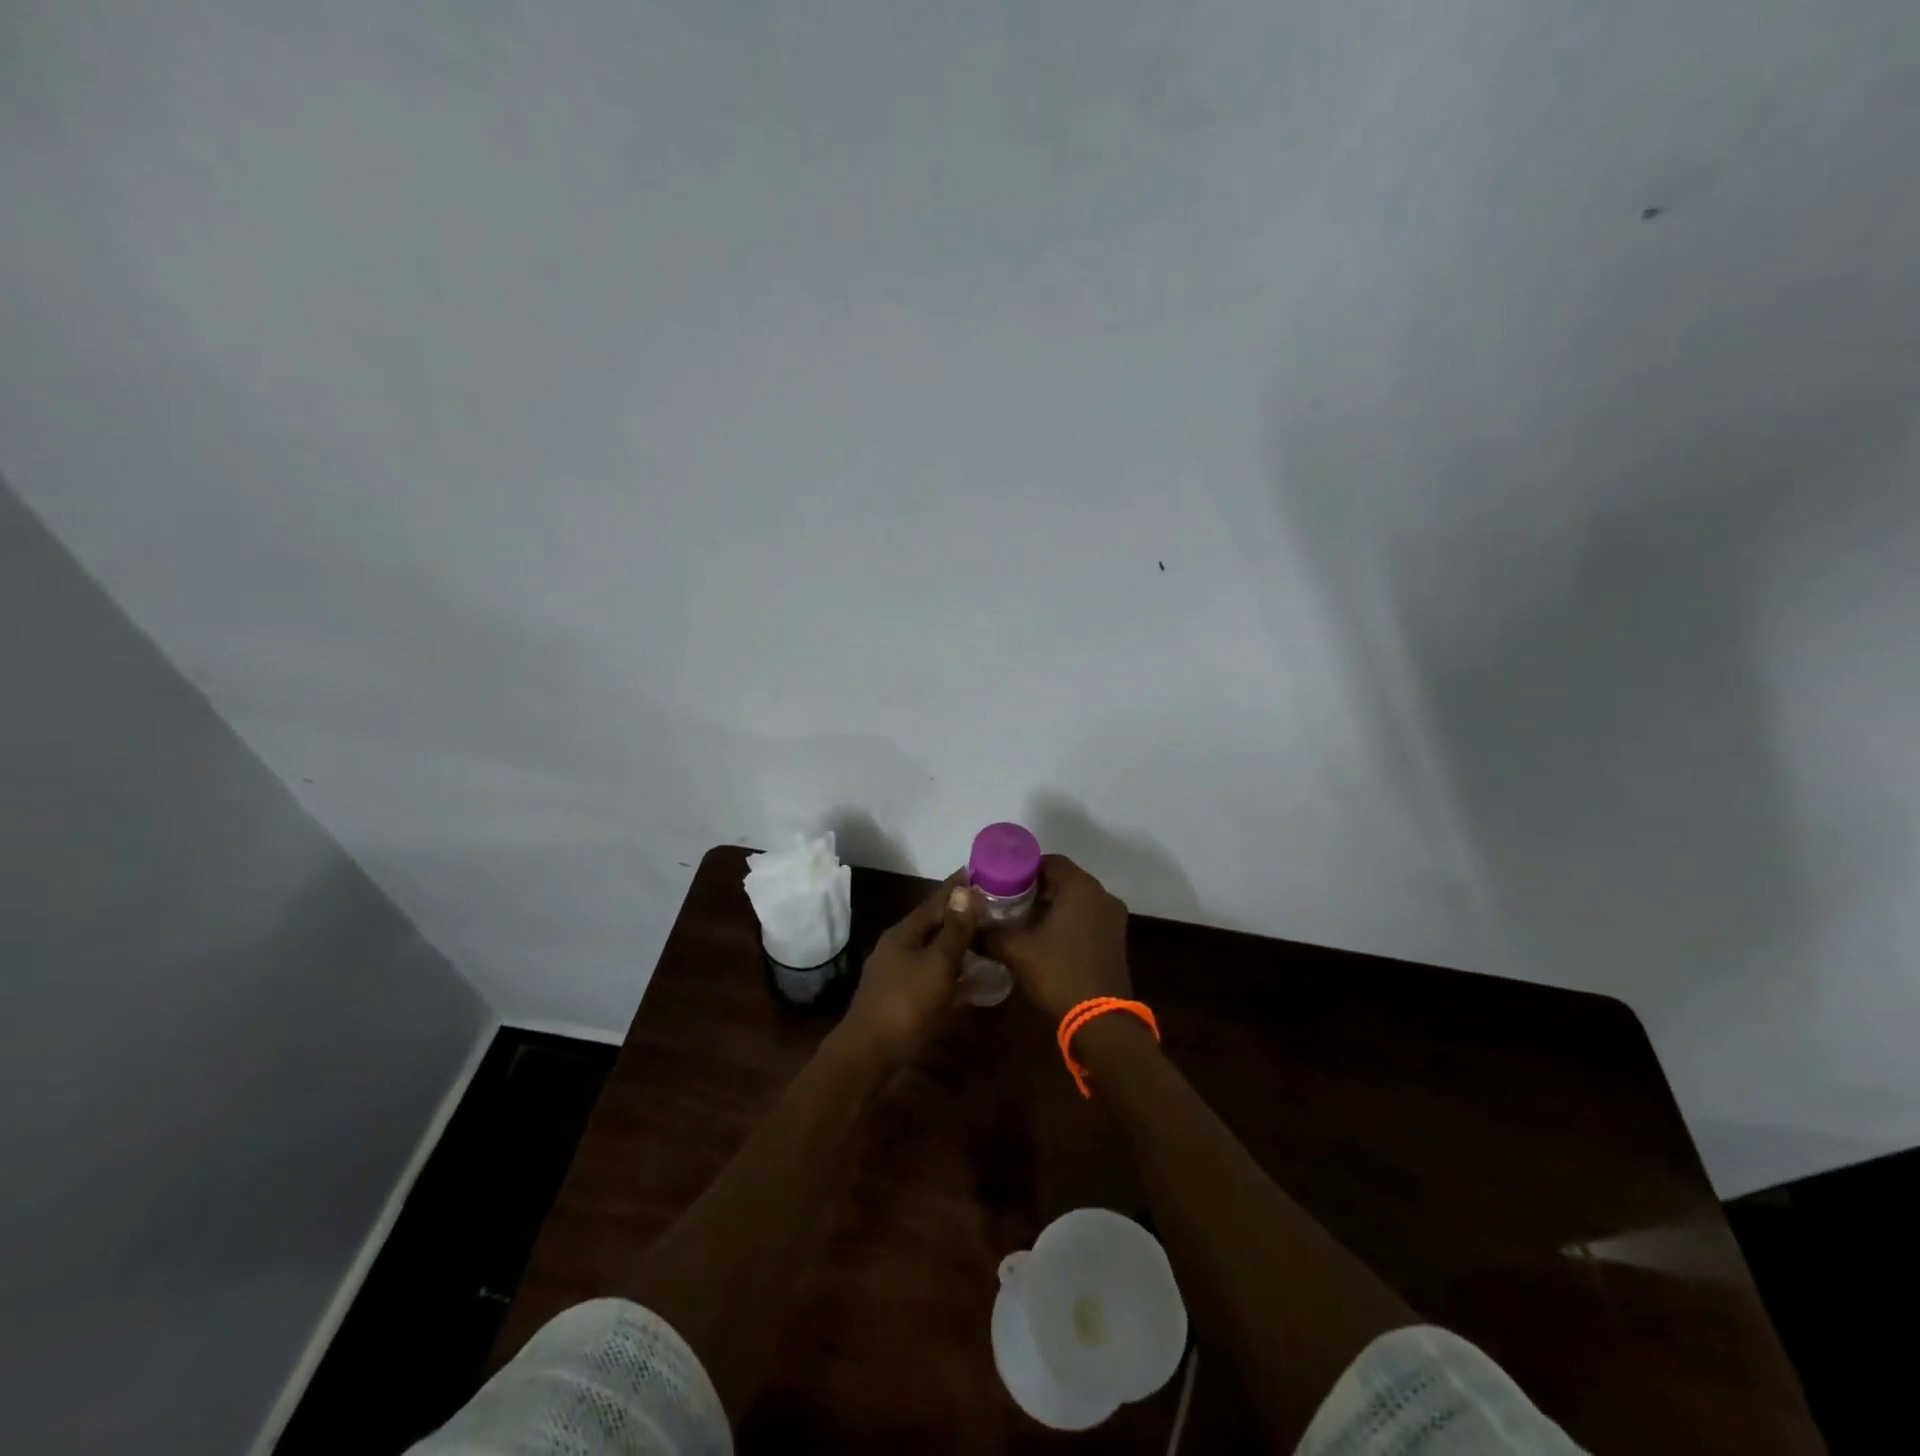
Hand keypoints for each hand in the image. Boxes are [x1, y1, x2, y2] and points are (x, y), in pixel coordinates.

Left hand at [840, 876, 983, 1067]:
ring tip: (987, 941)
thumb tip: (968, 890)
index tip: (980, 871)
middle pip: (934, 925)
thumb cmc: (906, 1005)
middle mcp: (898, 948)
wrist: (868, 1056)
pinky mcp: (901, 999)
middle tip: (993, 908)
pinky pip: (933, 977)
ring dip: (958, 945)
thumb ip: (955, 929)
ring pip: (934, 952)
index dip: (958, 886)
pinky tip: (972, 981)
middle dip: (961, 916)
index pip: (936, 900)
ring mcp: (897, 974)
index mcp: (904, 933)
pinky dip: (953, 974)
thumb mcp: (937, 964)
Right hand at [982, 855, 1131, 1023]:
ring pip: (1076, 900)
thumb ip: (990, 933)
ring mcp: (1113, 918)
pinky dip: (1067, 920)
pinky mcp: (1115, 939)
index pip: (1051, 861)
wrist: (1099, 1020)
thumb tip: (971, 927)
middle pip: (1064, 880)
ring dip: (1052, 906)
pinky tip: (1044, 937)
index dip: (1024, 868)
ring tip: (1021, 919)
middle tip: (1007, 900)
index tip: (1002, 881)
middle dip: (1036, 888)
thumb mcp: (1016, 951)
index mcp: (1081, 888)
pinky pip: (1087, 917)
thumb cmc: (1058, 973)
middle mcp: (1102, 896)